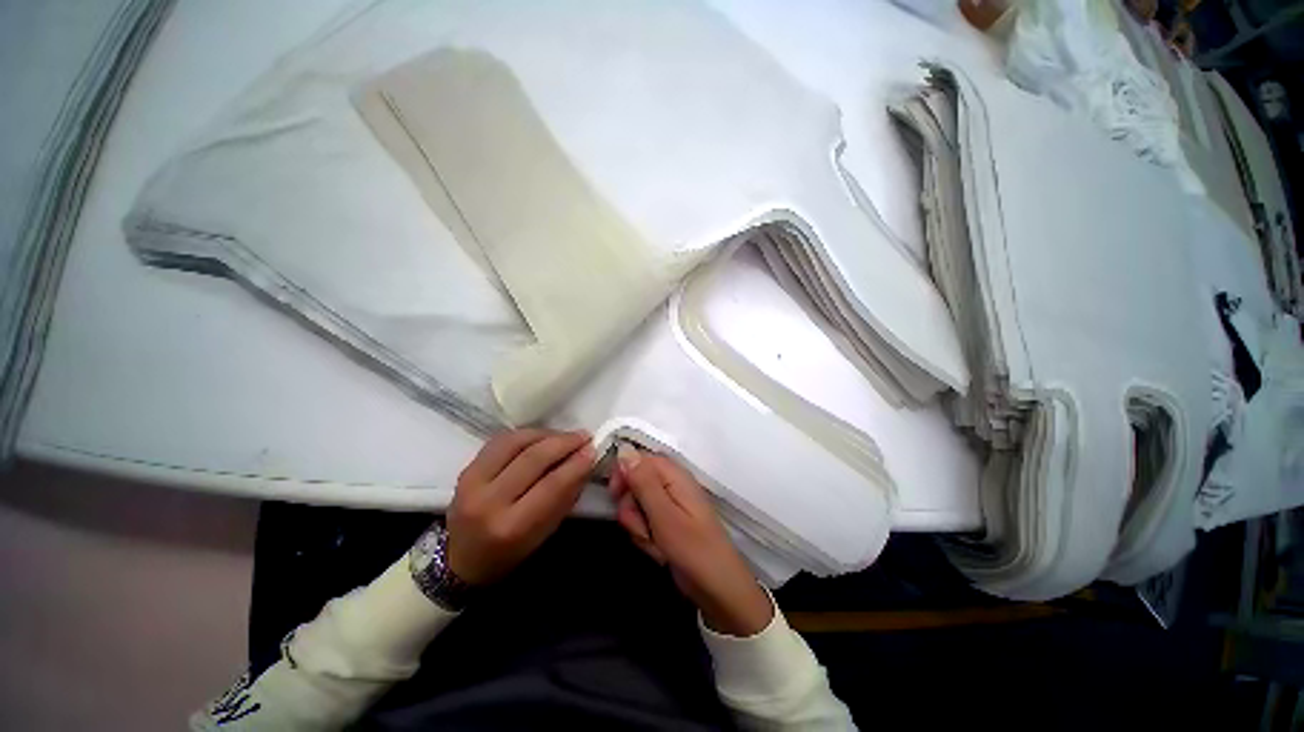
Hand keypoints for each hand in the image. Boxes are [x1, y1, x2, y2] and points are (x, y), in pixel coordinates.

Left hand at [447, 429, 594, 585]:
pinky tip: (542, 436)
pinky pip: (500, 441)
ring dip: (546, 434)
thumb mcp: (545, 533)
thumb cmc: (511, 552)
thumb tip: (585, 461)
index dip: (575, 464)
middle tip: (583, 436)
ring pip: (515, 443)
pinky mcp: (465, 469)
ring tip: (565, 435)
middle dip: (563, 442)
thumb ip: (565, 496)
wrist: (462, 560)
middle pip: (532, 459)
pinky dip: (526, 434)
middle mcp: (487, 502)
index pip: (551, 486)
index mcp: (510, 527)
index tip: (593, 449)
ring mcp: (471, 483)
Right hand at [609, 445, 773, 636]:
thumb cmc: (693, 548)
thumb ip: (643, 482)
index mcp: (674, 475)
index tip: (615, 494)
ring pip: (637, 506)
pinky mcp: (668, 523)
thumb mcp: (663, 514)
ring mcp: (670, 505)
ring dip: (639, 526)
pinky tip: (659, 551)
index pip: (639, 459)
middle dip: (631, 507)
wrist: (717, 588)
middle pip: (635, 483)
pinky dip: (646, 537)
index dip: (624, 473)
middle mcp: (672, 485)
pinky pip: (645, 522)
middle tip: (643, 527)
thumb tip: (624, 449)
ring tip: (655, 542)